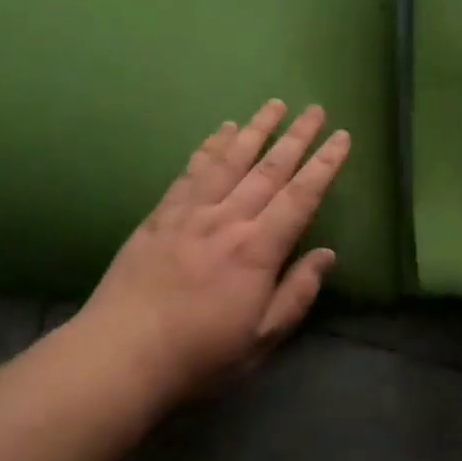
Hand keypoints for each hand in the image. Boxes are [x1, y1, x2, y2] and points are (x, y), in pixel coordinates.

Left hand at [80, 100, 350, 404]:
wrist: (120, 353)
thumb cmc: (198, 355)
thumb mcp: (260, 340)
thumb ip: (296, 294)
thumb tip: (327, 255)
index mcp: (257, 250)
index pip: (300, 197)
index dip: (324, 165)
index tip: (341, 137)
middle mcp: (228, 219)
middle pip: (269, 169)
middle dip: (297, 137)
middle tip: (316, 109)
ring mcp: (192, 211)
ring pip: (231, 160)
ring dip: (256, 129)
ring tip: (275, 105)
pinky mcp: (162, 213)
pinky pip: (193, 170)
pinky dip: (211, 146)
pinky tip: (222, 130)